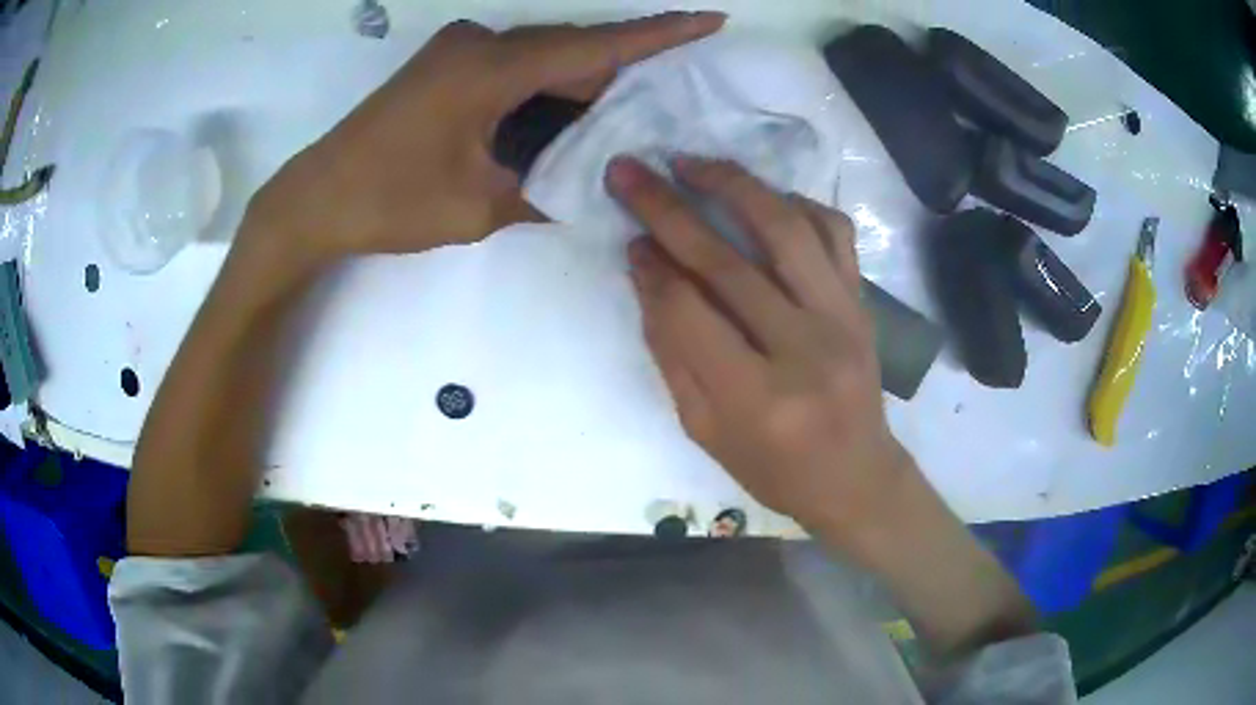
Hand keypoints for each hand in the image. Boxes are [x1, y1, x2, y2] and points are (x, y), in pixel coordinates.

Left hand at [243, 13, 724, 264]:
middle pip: (570, 50)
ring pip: (542, 58)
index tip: (708, 20)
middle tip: (663, 102)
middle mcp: (478, 44)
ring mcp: (458, 50)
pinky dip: (544, 88)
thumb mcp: (476, 207)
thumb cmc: (388, 202)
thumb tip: (590, 189)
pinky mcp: (445, 65)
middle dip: (619, 74)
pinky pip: (514, 66)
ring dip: (579, 85)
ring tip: (620, 117)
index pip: (593, 46)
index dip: (657, 34)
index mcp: (489, 70)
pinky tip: (563, 116)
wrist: (315, 198)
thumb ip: (542, 191)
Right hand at [607, 156, 914, 537]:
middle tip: (629, 172)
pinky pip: (834, 232)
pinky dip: (796, 203)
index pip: (689, 312)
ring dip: (732, 184)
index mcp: (756, 399)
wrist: (857, 477)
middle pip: (727, 261)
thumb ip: (673, 353)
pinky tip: (763, 196)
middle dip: (667, 208)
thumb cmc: (774, 469)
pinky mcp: (862, 303)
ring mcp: (842, 318)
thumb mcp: (705, 430)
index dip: (652, 269)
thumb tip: (647, 274)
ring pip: (785, 228)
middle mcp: (804, 349)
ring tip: (690, 163)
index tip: (629, 239)